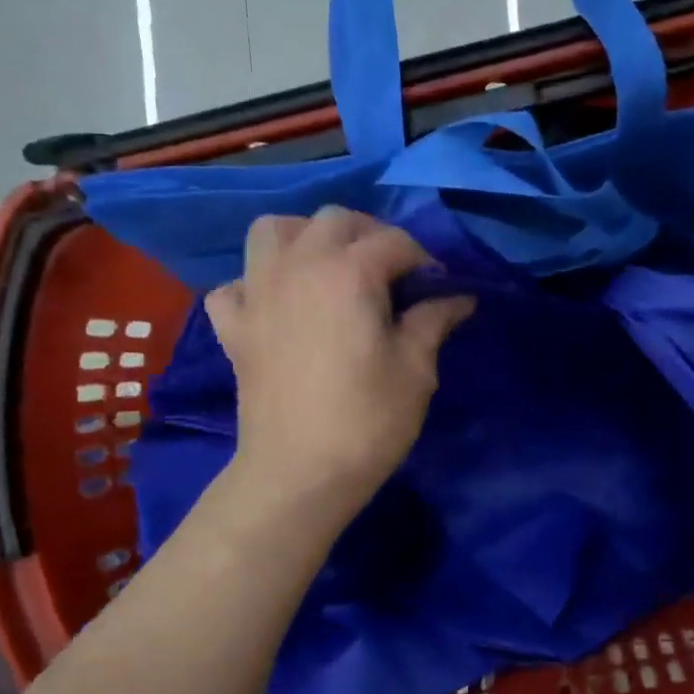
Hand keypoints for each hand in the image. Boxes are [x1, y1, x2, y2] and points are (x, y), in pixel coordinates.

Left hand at [206, 207, 473, 513]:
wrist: (299, 473)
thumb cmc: (368, 420)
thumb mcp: (416, 369)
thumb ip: (433, 321)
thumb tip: (459, 297)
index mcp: (348, 272)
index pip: (395, 242)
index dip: (424, 260)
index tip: (439, 289)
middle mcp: (298, 266)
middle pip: (334, 220)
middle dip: (370, 235)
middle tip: (392, 274)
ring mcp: (257, 293)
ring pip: (273, 231)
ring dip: (305, 238)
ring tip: (329, 268)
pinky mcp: (234, 327)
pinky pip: (235, 285)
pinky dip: (256, 284)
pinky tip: (277, 305)